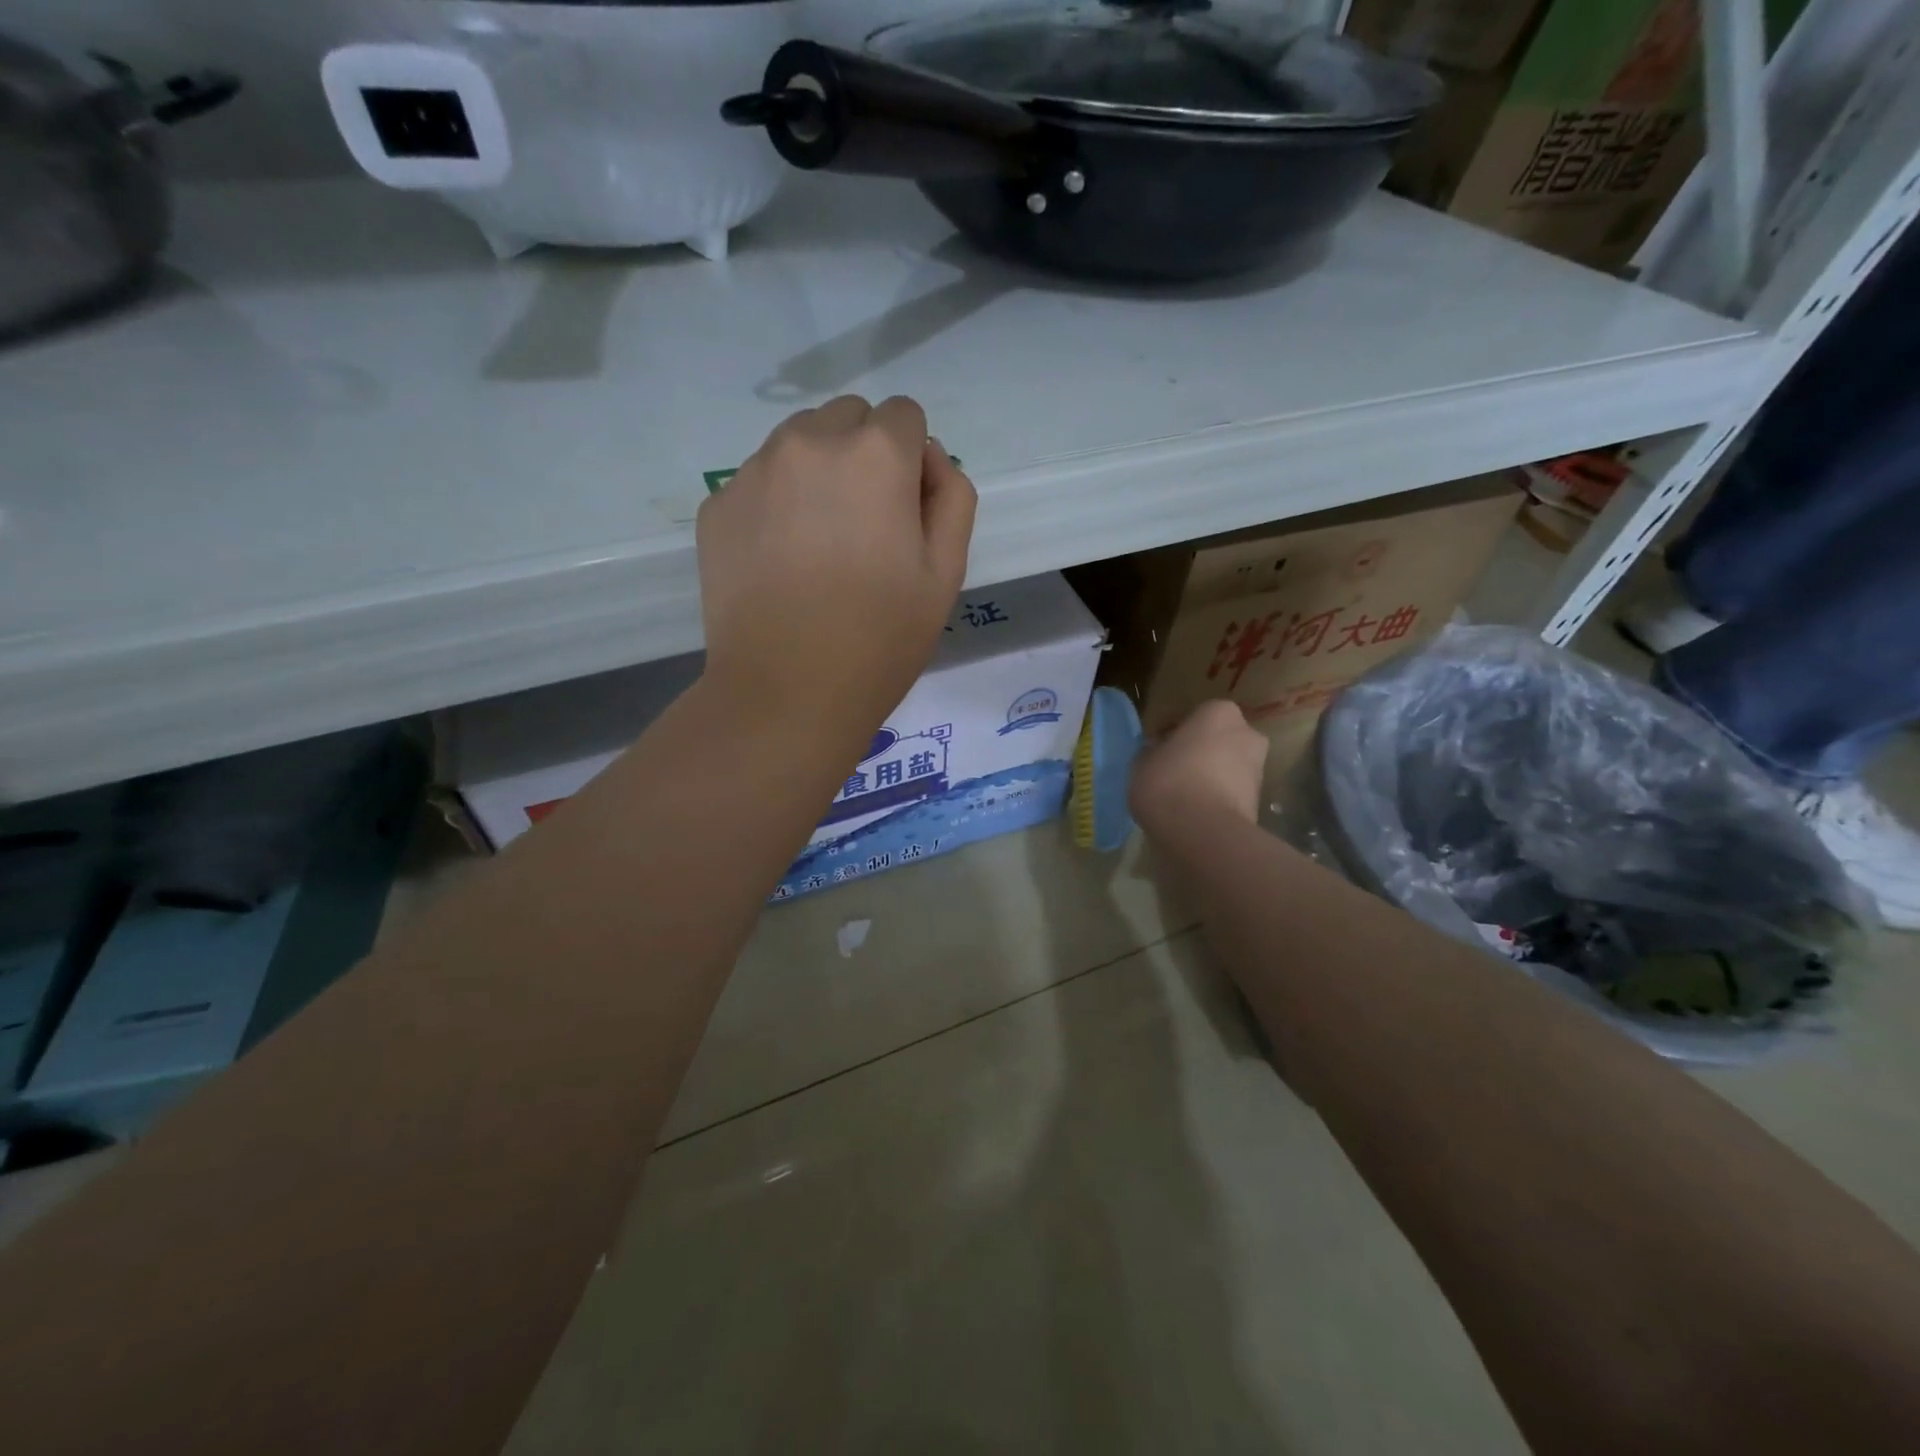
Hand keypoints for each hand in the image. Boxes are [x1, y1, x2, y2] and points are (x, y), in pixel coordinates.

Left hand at [696, 395, 976, 738]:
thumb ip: (952, 498)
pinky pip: (758, 480)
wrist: (786, 693)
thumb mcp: (946, 573)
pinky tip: (780, 562)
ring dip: (817, 472)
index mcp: (875, 454)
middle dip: (864, 453)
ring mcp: (753, 471)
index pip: (905, 416)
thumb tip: (928, 460)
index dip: (914, 460)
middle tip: (864, 527)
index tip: (906, 512)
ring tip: (819, 545)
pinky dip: (776, 503)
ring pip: (798, 442)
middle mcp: (809, 442)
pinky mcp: (716, 505)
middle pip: (848, 417)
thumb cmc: (880, 640)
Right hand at [1129, 700, 1269, 838]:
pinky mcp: (1260, 801)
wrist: (1204, 832)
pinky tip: (1196, 815)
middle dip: (1201, 754)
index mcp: (1218, 712)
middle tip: (1175, 773)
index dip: (1176, 735)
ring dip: (1211, 778)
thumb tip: (1159, 753)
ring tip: (1184, 799)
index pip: (1195, 717)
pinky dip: (1218, 800)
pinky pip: (1232, 793)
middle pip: (1219, 741)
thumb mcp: (1142, 762)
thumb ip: (1153, 752)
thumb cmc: (1168, 782)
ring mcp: (1259, 768)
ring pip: (1228, 768)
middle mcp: (1247, 733)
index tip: (1160, 752)